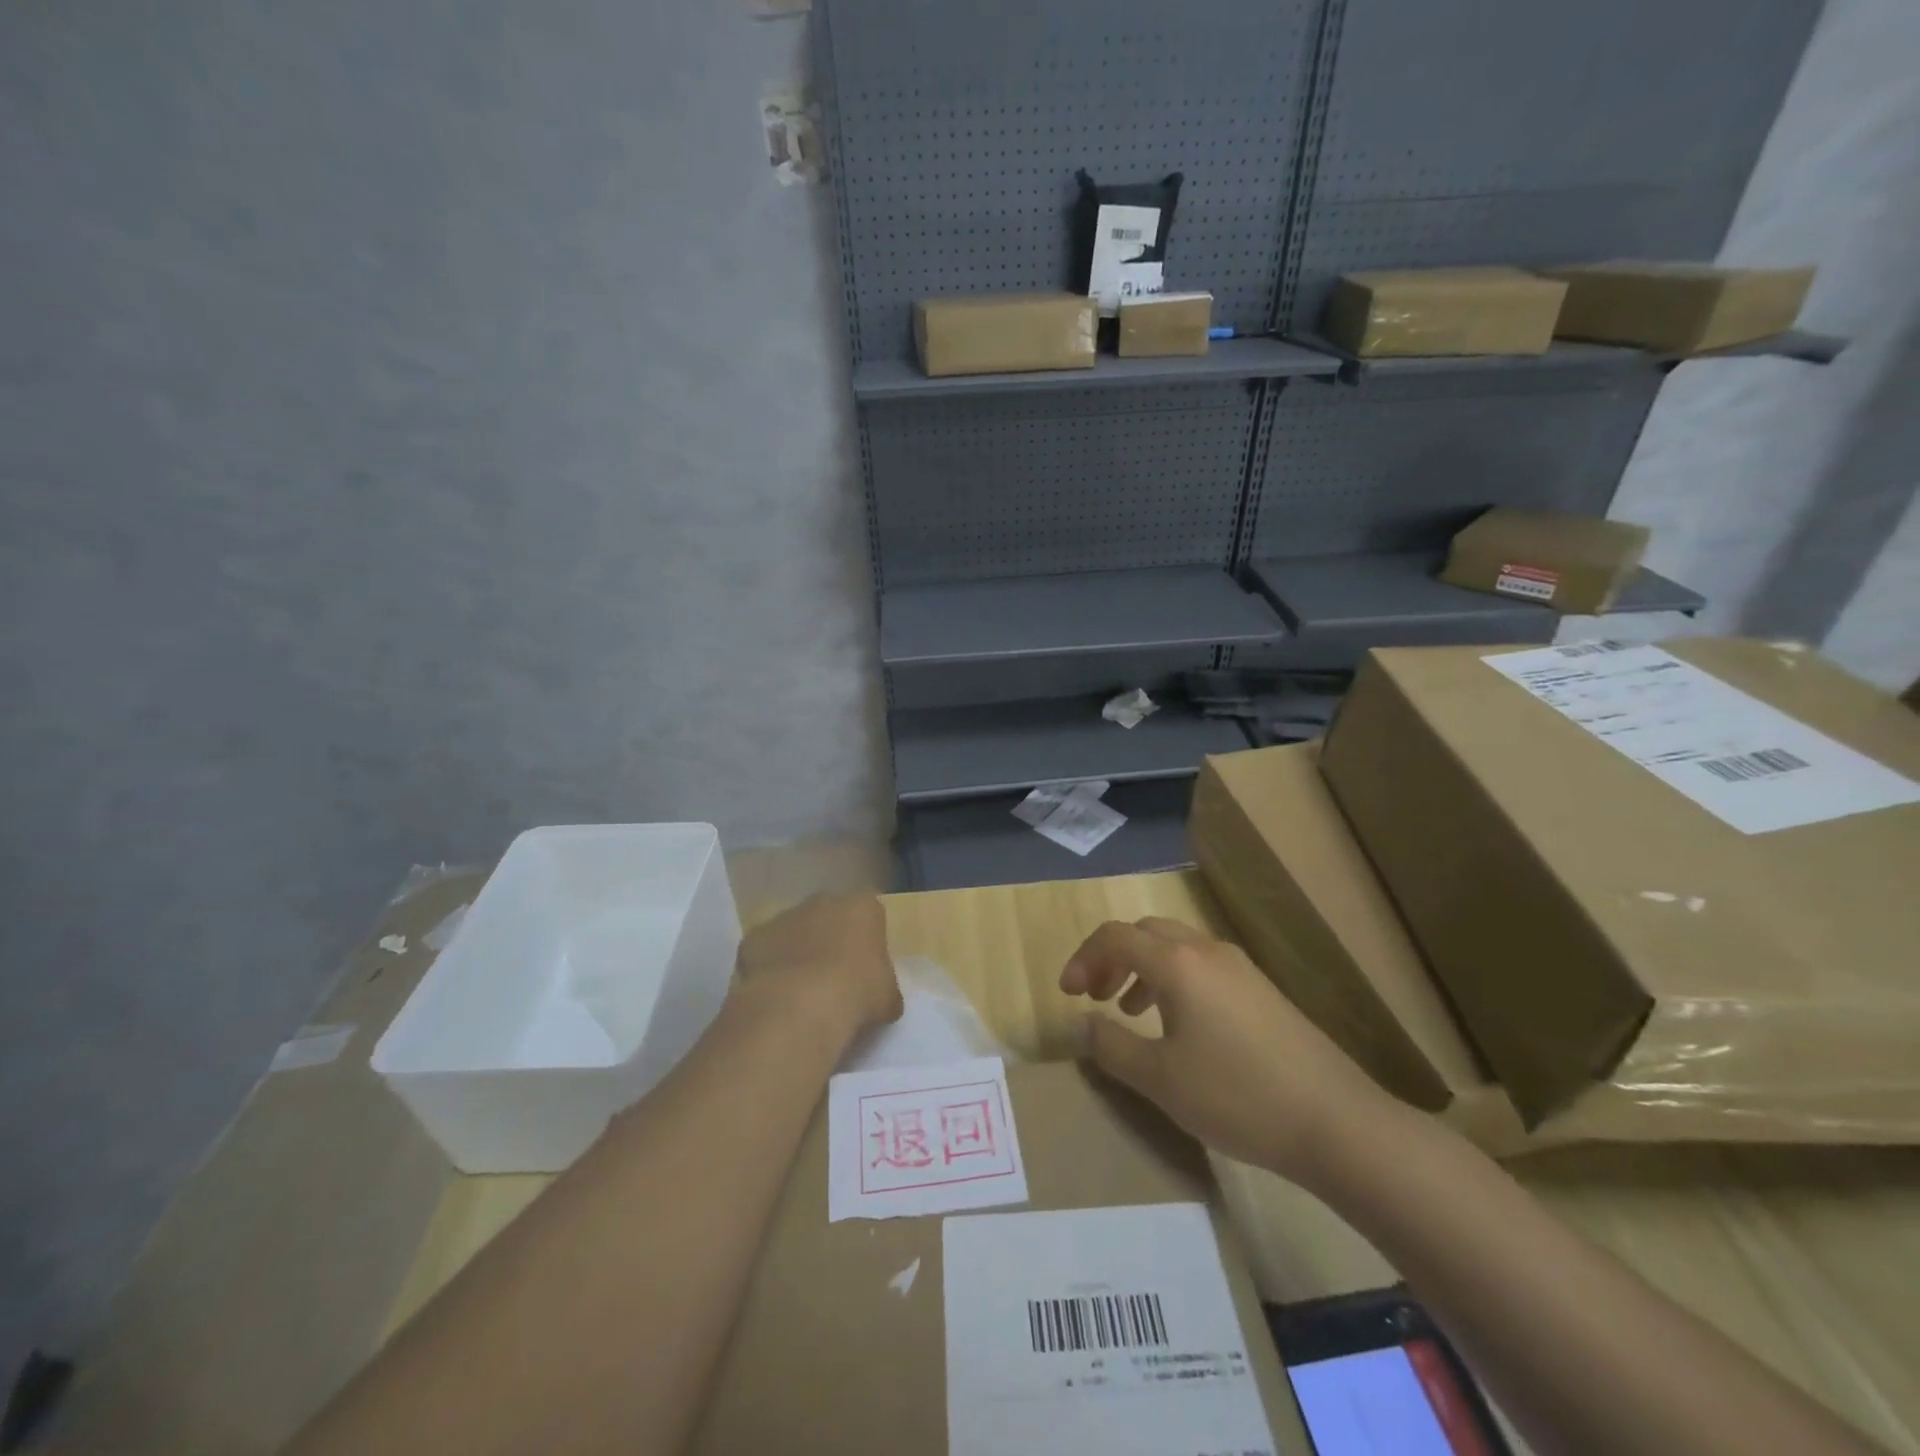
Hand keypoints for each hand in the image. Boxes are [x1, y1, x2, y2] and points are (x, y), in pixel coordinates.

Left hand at [736, 893, 903, 1036]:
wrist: (798, 1007)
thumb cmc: (856, 994)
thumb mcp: (887, 997)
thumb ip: (884, 987)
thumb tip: (881, 996)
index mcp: (863, 907)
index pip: (870, 913)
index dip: (868, 938)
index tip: (867, 965)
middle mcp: (823, 901)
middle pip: (830, 915)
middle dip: (831, 937)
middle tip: (834, 975)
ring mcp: (785, 916)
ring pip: (795, 930)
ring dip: (798, 951)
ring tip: (801, 990)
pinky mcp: (753, 938)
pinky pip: (766, 951)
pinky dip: (770, 967)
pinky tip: (775, 995)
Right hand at [1060, 917, 1403, 1187]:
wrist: (1336, 1123)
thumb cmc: (1237, 1096)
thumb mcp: (1160, 1080)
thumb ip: (1112, 1046)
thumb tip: (1083, 1023)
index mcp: (1178, 963)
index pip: (1115, 937)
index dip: (1082, 958)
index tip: (1068, 994)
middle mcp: (1207, 951)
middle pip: (1145, 932)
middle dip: (1111, 957)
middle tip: (1094, 995)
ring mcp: (1240, 968)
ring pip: (1176, 947)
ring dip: (1142, 968)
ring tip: (1129, 1009)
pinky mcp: (1261, 990)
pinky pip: (1202, 966)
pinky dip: (1173, 980)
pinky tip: (1178, 1026)